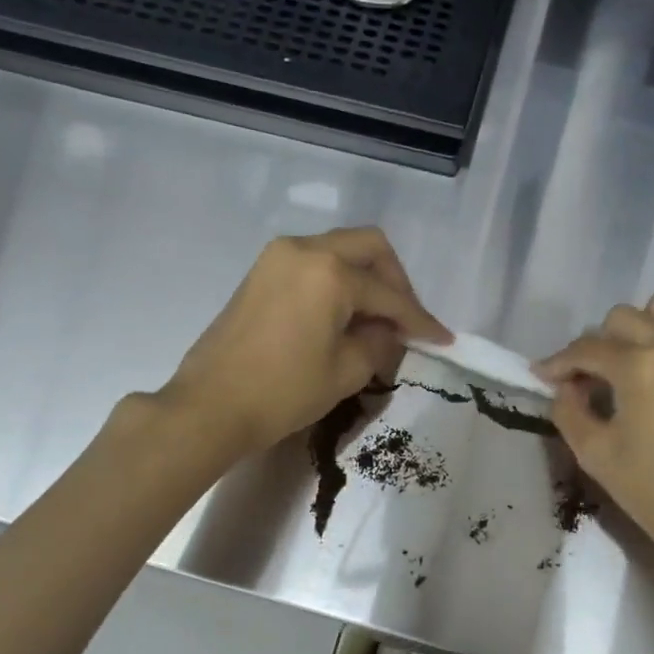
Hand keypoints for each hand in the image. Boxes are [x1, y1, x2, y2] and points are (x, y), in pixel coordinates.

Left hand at [158, 228, 450, 459]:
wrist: (209, 406)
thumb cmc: (283, 392)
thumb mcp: (346, 371)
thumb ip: (379, 342)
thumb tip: (389, 329)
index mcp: (330, 272)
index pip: (389, 293)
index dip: (420, 319)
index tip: (443, 340)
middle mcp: (305, 250)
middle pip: (369, 247)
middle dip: (396, 281)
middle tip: (406, 319)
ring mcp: (278, 257)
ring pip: (340, 249)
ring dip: (366, 277)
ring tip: (377, 320)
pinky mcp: (262, 272)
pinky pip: (314, 263)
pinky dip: (338, 281)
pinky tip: (345, 315)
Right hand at [536, 295, 653, 587]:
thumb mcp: (596, 456)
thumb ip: (569, 412)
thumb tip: (566, 388)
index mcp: (638, 366)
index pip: (586, 348)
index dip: (558, 362)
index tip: (544, 376)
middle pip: (622, 318)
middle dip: (597, 344)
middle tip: (590, 379)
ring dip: (641, 329)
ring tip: (635, 364)